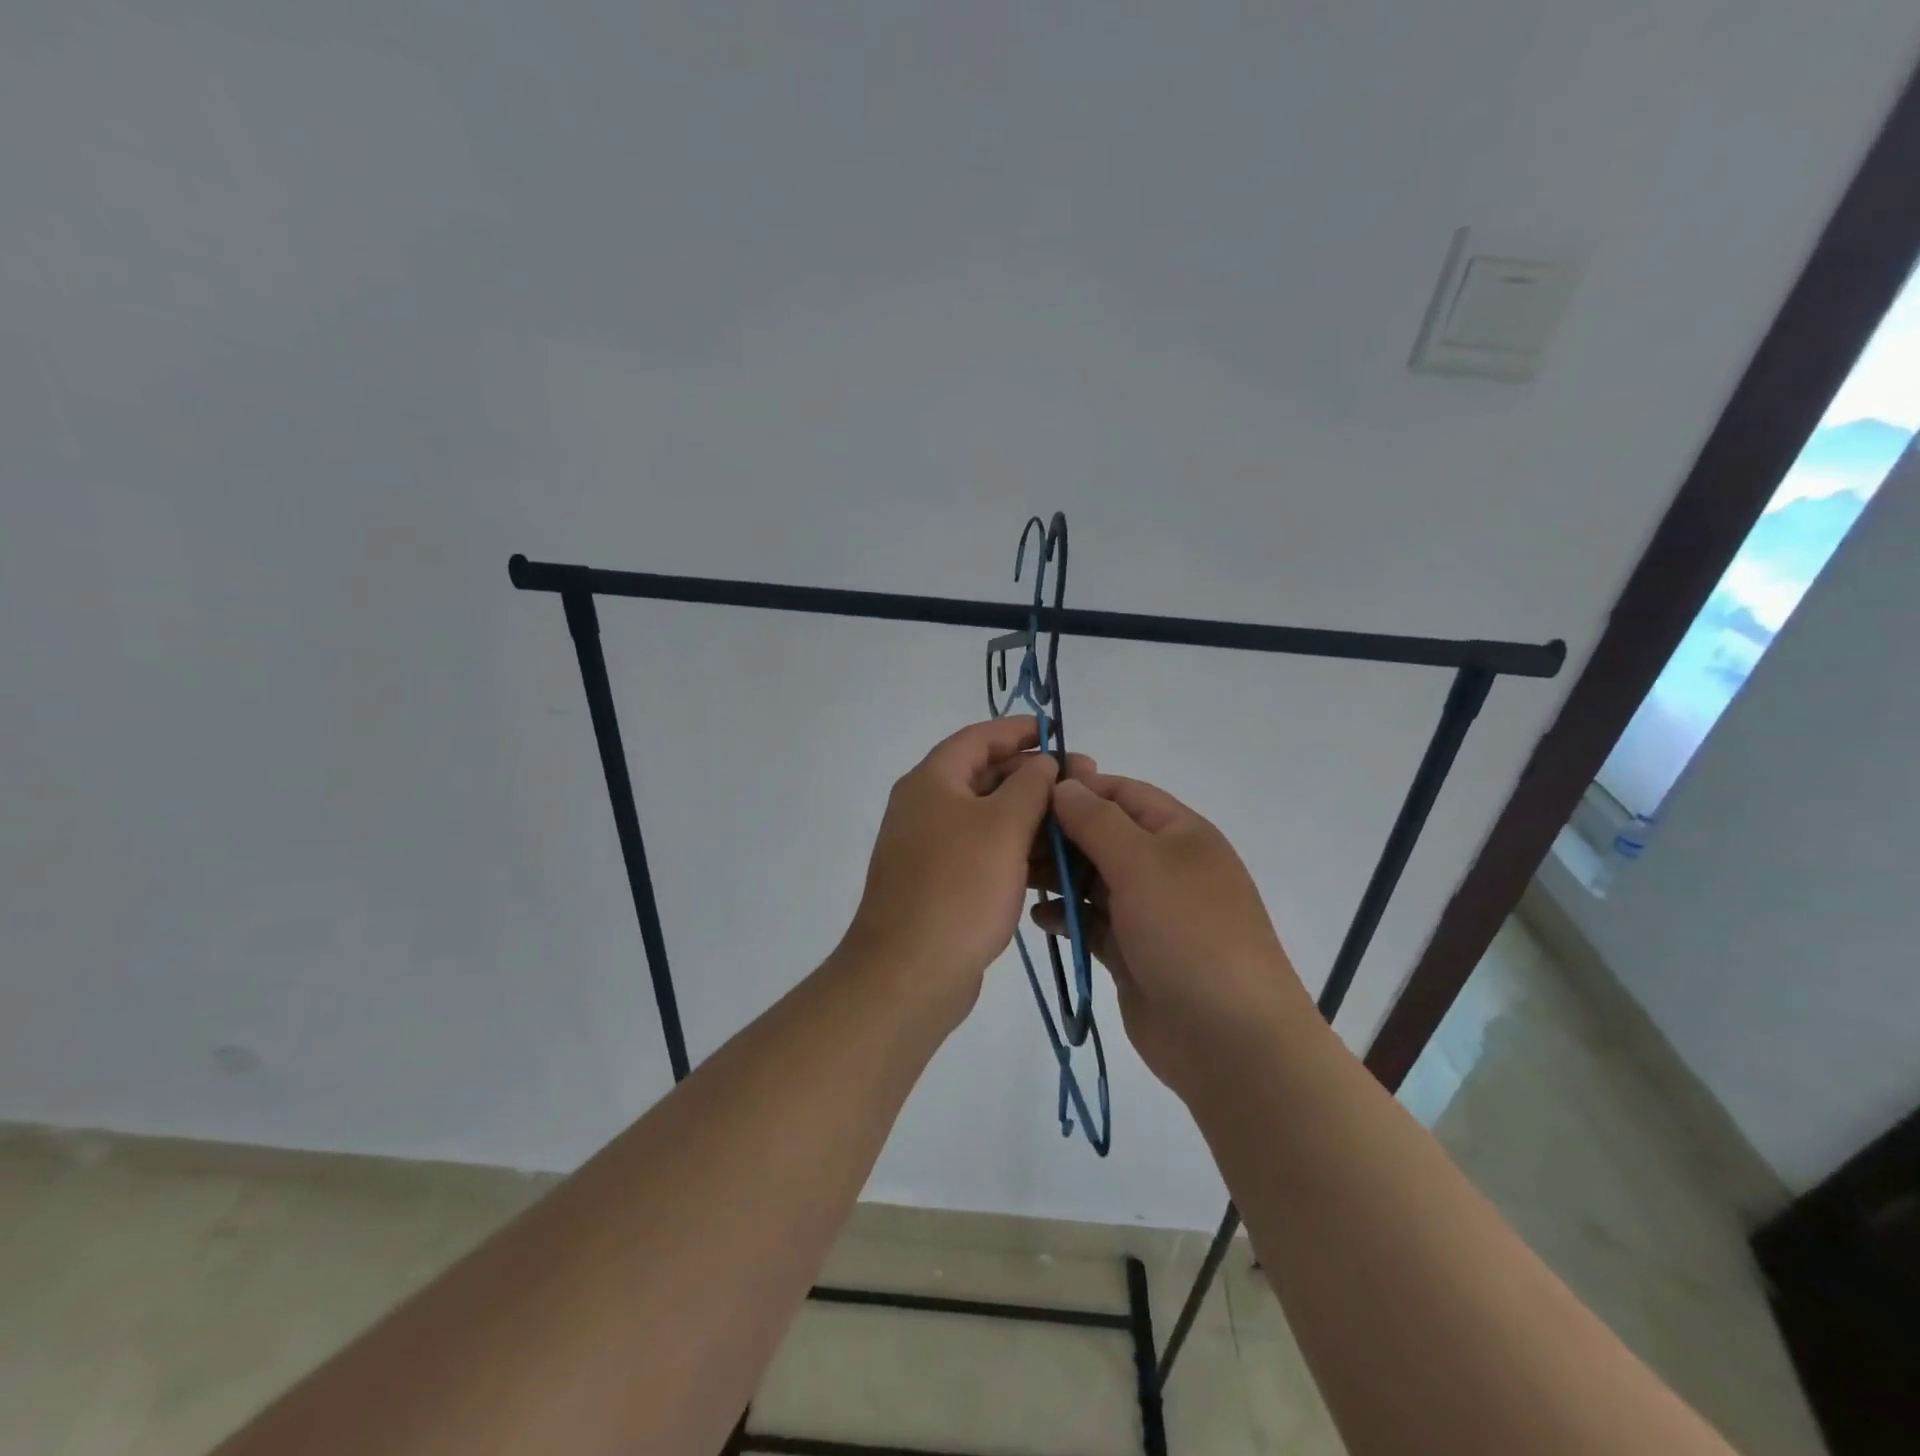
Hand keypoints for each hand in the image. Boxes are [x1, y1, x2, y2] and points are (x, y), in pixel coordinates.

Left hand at [841, 717, 1059, 1028]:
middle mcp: (926, 807)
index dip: (1018, 731)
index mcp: (932, 781)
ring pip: (988, 818)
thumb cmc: (959, 887)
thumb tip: (1042, 763)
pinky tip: (1052, 864)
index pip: (978, 738)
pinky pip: (984, 853)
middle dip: (1033, 776)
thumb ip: (1029, 786)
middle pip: (984, 776)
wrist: (910, 972)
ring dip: (1030, 816)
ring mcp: (931, 848)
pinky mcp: (941, 883)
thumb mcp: (1003, 826)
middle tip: (1083, 782)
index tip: (1057, 732)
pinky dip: (1015, 851)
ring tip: (1076, 824)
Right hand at [1032, 768, 1318, 1102]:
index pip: (1122, 793)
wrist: (1229, 1039)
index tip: (1028, 793)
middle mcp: (1164, 867)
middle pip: (1102, 836)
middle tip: (1010, 841)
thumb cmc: (1189, 932)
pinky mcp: (1132, 952)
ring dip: (1057, 876)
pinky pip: (1091, 923)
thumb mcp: (1143, 863)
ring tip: (1015, 878)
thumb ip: (1097, 821)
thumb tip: (1064, 784)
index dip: (1078, 788)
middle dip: (1059, 835)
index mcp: (1179, 834)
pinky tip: (1039, 919)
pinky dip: (1066, 917)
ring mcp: (1148, 912)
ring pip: (1093, 880)